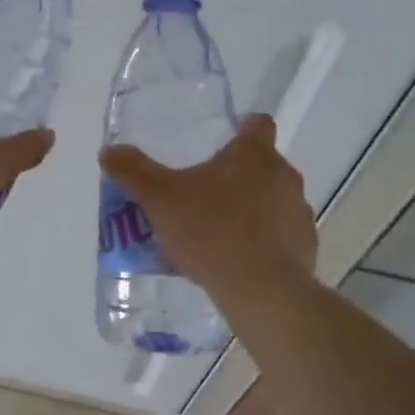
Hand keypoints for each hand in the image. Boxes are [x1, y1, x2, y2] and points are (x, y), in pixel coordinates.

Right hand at [99, 113, 316, 299]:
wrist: (261, 291)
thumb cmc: (210, 231)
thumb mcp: (159, 199)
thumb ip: (133, 171)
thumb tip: (109, 151)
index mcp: (253, 154)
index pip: (258, 124)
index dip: (242, 128)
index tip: (222, 141)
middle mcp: (283, 176)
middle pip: (261, 165)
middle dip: (235, 176)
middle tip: (201, 195)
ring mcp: (298, 213)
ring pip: (271, 201)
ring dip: (249, 210)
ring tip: (215, 234)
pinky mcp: (305, 247)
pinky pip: (280, 237)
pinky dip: (262, 243)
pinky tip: (235, 262)